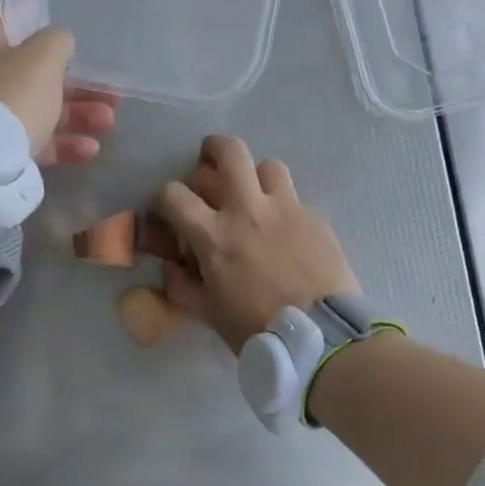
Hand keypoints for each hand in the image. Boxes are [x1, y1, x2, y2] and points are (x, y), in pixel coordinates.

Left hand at [0, 9, 117, 164]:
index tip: (70, 37)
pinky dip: (60, 144)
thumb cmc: (8, 98)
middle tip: (110, 95)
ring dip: (76, 116)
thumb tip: (59, 43)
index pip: (4, 23)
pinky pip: (30, 142)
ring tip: (108, 123)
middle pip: (29, 75)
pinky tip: (90, 150)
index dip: (38, 25)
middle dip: (75, 85)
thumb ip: (56, 43)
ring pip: (35, 111)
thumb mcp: (40, 60)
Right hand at [153, 136, 358, 351]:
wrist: (320, 336)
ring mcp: (287, 208)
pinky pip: (295, 198)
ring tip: (255, 194)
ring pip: (268, 166)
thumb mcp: (207, 314)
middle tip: (210, 161)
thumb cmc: (256, 328)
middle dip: (213, 149)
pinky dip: (283, 207)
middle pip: (230, 152)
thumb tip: (172, 266)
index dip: (164, 198)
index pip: (174, 194)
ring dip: (255, 176)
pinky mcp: (316, 217)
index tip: (168, 209)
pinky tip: (286, 230)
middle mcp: (248, 209)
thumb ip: (181, 286)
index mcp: (214, 234)